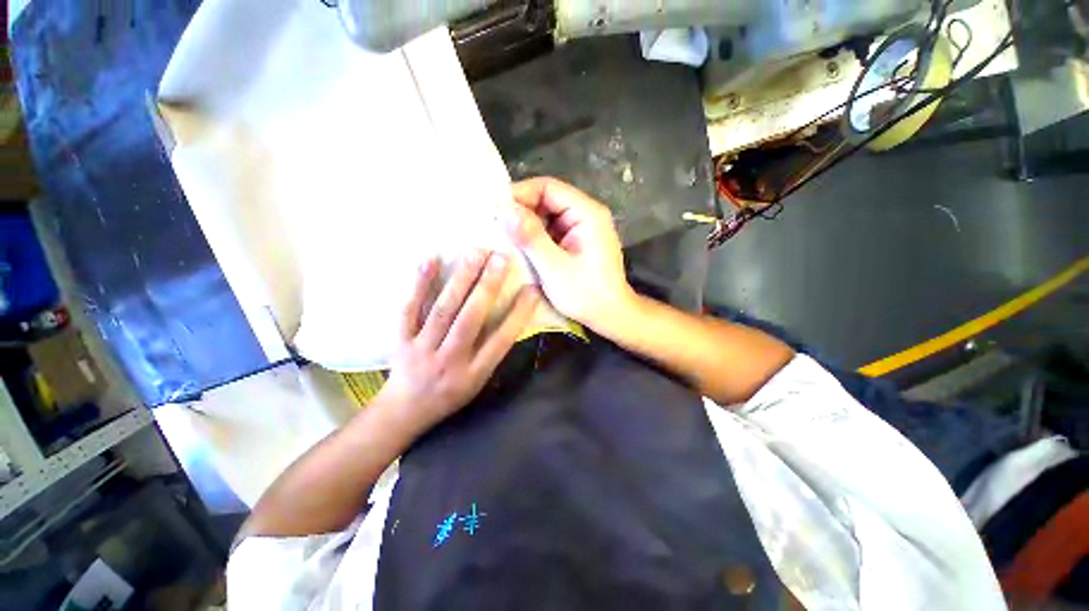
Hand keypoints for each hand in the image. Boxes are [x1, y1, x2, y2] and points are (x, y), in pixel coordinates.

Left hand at [377, 251, 539, 435]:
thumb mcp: (479, 382)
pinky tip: (430, 259)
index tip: (532, 289)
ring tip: (475, 253)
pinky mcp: (401, 339)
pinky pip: (409, 309)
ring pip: (444, 310)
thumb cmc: (451, 394)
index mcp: (474, 373)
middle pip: (471, 319)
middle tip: (501, 258)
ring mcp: (423, 348)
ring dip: (461, 279)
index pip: (501, 340)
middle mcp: (450, 360)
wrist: (405, 411)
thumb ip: (493, 352)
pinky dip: (419, 284)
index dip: (518, 313)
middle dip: (488, 287)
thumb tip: (512, 317)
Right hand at [506, 177, 635, 332]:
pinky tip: (519, 247)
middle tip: (495, 227)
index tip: (495, 211)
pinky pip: (550, 230)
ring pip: (545, 216)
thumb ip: (531, 237)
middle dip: (520, 212)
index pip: (548, 187)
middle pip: (546, 199)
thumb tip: (504, 210)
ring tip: (502, 237)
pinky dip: (533, 237)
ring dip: (525, 225)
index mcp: (587, 213)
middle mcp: (585, 214)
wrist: (611, 316)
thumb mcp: (555, 267)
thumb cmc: (587, 294)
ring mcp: (580, 228)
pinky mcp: (575, 241)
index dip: (520, 194)